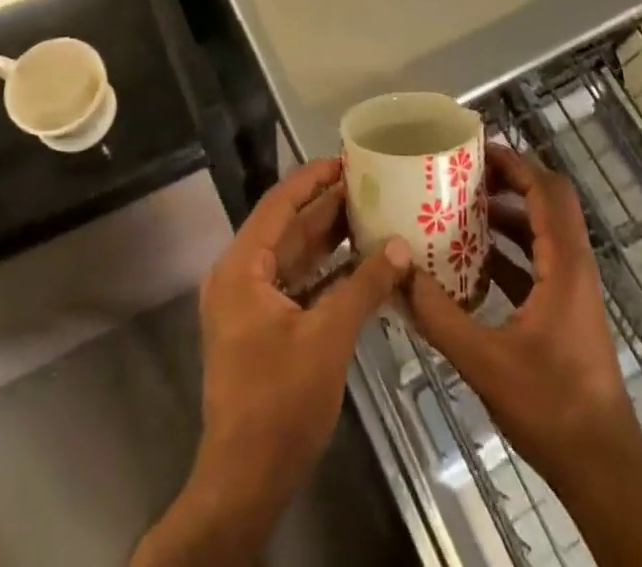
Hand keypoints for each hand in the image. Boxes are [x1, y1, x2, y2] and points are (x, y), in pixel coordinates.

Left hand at [134, 157, 410, 566]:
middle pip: (287, 228)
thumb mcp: (327, 338)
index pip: (279, 204)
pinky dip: (324, 272)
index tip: (346, 160)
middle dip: (326, 206)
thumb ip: (364, 286)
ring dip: (328, 239)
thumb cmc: (280, 402)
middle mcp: (239, 276)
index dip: (312, 179)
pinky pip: (295, 284)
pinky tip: (358, 263)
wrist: (245, 482)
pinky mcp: (261, 328)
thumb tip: (401, 247)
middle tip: (368, 184)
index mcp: (242, 267)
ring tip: (369, 213)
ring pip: (292, 257)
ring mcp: (248, 304)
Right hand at [405, 144, 639, 487]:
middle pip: (549, 201)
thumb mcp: (485, 361)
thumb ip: (439, 315)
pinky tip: (472, 263)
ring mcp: (573, 289)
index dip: (514, 164)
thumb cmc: (551, 407)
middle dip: (510, 180)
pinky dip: (510, 250)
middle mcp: (574, 266)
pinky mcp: (566, 311)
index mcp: (564, 264)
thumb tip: (398, 272)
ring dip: (508, 215)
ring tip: (461, 210)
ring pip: (543, 231)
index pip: (546, 190)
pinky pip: (538, 261)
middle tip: (465, 174)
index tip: (475, 150)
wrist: (603, 469)